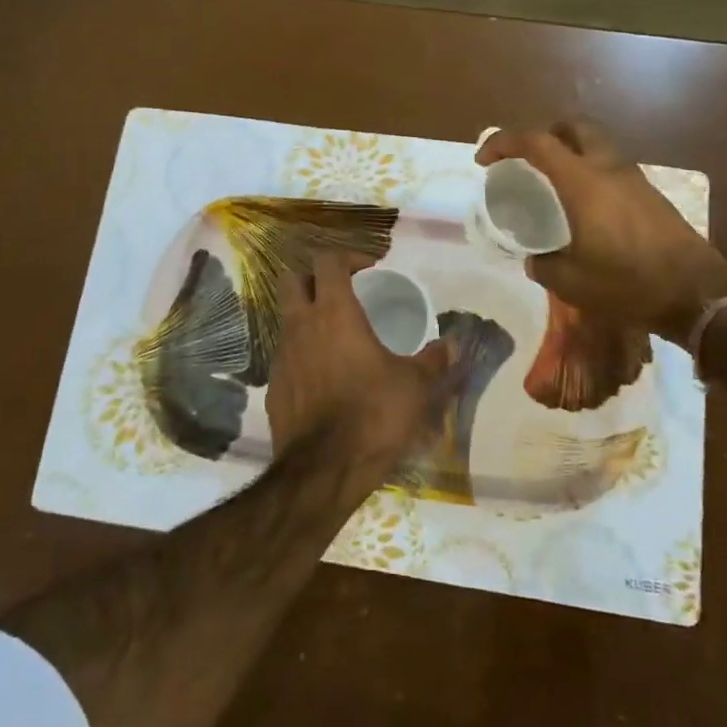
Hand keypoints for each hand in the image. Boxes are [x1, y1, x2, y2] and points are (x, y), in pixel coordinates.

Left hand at [266, 253, 455, 476]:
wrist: (323, 470)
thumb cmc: (373, 415)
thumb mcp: (415, 386)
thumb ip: (434, 361)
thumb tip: (452, 345)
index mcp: (334, 313)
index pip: (328, 261)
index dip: (348, 257)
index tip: (369, 268)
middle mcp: (301, 326)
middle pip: (293, 280)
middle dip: (315, 278)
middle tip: (342, 292)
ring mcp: (281, 356)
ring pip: (287, 319)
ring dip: (308, 318)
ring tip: (337, 338)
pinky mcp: (273, 387)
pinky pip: (286, 357)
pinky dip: (303, 355)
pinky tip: (325, 378)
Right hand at [478, 119, 726, 342]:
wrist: (697, 293)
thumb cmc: (628, 284)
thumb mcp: (572, 283)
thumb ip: (544, 265)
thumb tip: (534, 259)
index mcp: (582, 182)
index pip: (536, 142)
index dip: (504, 142)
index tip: (484, 160)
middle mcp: (607, 168)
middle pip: (573, 128)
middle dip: (544, 134)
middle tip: (527, 160)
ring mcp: (634, 178)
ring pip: (596, 145)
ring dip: (571, 152)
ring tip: (553, 185)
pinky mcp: (650, 194)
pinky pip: (611, 167)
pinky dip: (590, 172)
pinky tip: (585, 207)